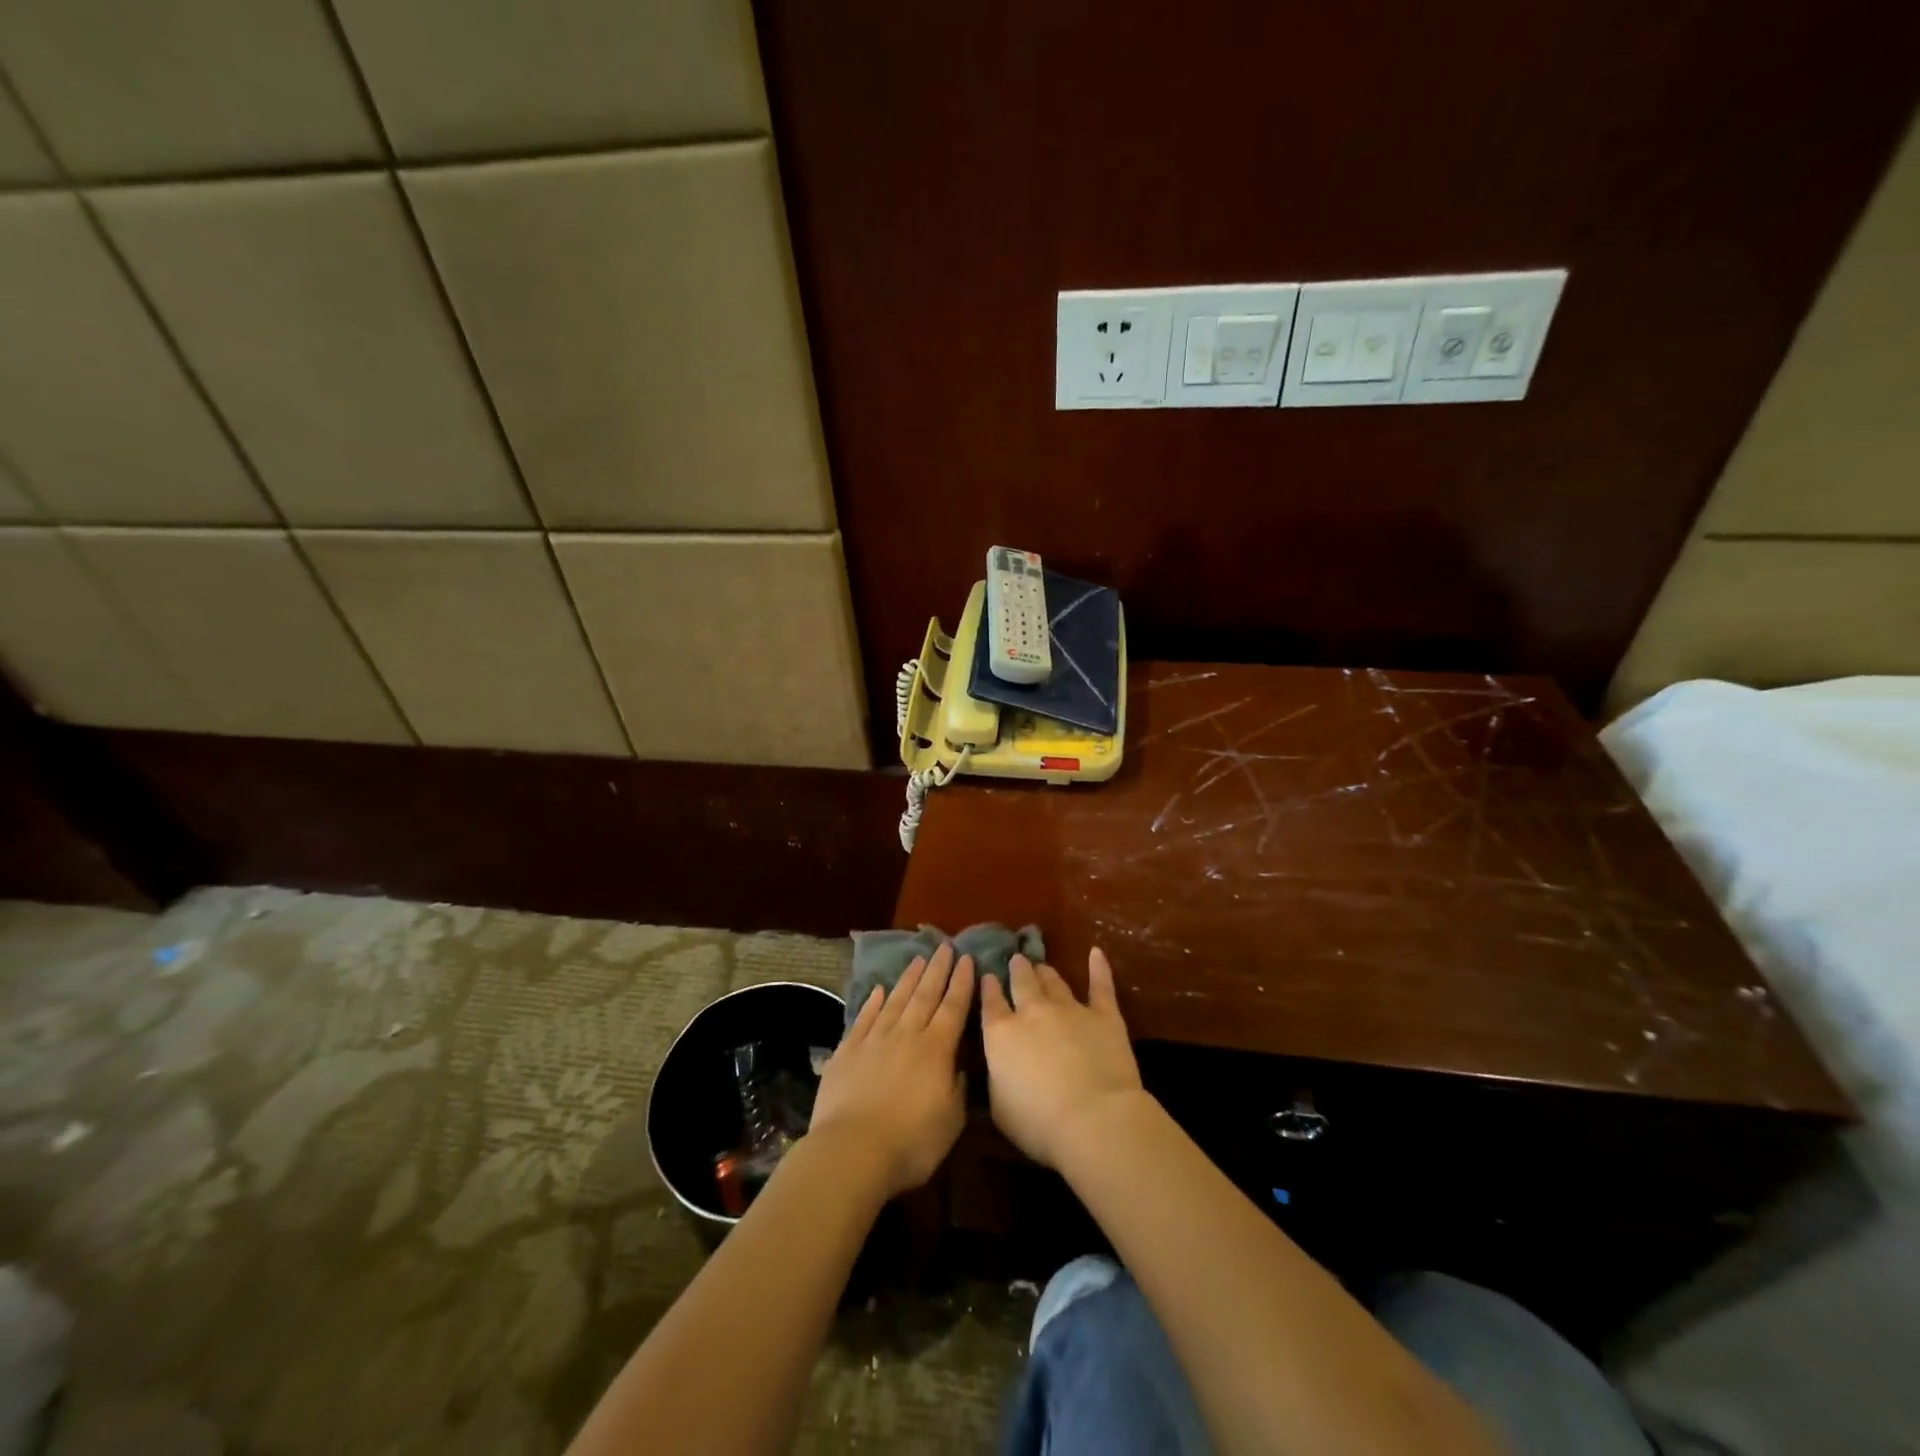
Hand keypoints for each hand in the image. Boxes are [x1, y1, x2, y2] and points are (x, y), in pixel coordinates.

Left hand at [810, 944, 973, 1197]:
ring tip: (918, 958)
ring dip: (908, 978)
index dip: (962, 982)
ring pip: (895, 1000)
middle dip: (937, 970)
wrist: (852, 1151)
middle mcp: (906, 1035)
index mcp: (936, 1049)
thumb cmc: (911, 1142)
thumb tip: (960, 1065)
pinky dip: (873, 1002)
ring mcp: (874, 1040)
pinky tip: (879, 990)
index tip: (967, 958)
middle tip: (945, 946)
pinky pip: (864, 1018)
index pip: (954, 1007)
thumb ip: (958, 1087)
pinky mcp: (847, 1051)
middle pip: (925, 995)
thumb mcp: (951, 1121)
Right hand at [980, 948, 1143, 1169]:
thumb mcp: (998, 1107)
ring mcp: (1070, 1009)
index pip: (991, 1003)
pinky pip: (1100, 985)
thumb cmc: (1038, 1123)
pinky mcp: (1104, 1014)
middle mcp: (1032, 1012)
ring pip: (1054, 982)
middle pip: (1022, 983)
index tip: (988, 976)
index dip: (988, 987)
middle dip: (1017, 970)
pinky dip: (1098, 967)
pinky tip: (1096, 953)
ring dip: (1045, 972)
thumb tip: (997, 1064)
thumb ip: (995, 1077)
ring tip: (1041, 965)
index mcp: (1001, 1034)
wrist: (1094, 1118)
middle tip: (1016, 960)